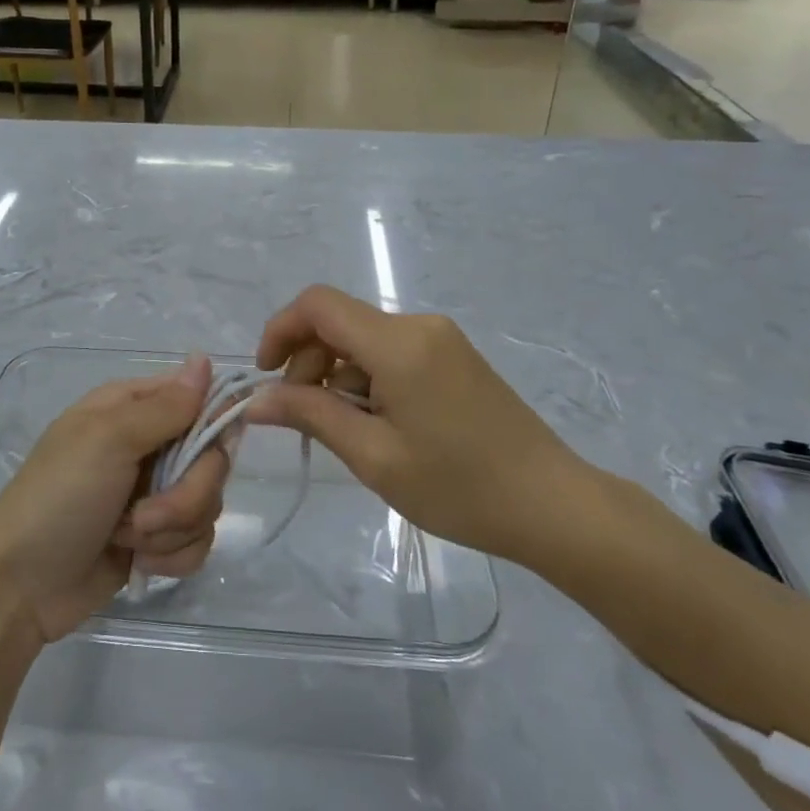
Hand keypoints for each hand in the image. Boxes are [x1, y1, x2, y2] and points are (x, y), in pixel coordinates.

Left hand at [0, 356, 227, 644]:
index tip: (221, 444)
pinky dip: (172, 556)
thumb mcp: (108, 440)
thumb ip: (165, 407)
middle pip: (213, 458)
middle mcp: (149, 445)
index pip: (200, 397)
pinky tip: (138, 562)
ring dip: (174, 529)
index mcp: (133, 408)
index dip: (218, 420)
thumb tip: (204, 359)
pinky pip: (198, 540)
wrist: (19, 587)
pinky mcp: (157, 539)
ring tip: (129, 539)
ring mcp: (154, 493)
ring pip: (208, 503)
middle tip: (144, 514)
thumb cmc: (58, 498)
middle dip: (188, 494)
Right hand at [247, 286, 597, 568]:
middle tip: (305, 417)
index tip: (267, 378)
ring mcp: (441, 339)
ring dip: (339, 375)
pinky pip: (392, 352)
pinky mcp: (454, 357)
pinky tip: (380, 425)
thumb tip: (257, 401)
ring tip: (350, 433)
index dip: (280, 330)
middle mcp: (419, 326)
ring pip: (364, 339)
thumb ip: (311, 416)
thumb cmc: (459, 487)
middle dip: (308, 361)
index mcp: (399, 343)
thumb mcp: (374, 457)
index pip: (318, 305)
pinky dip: (368, 379)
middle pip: (340, 321)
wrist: (553, 505)